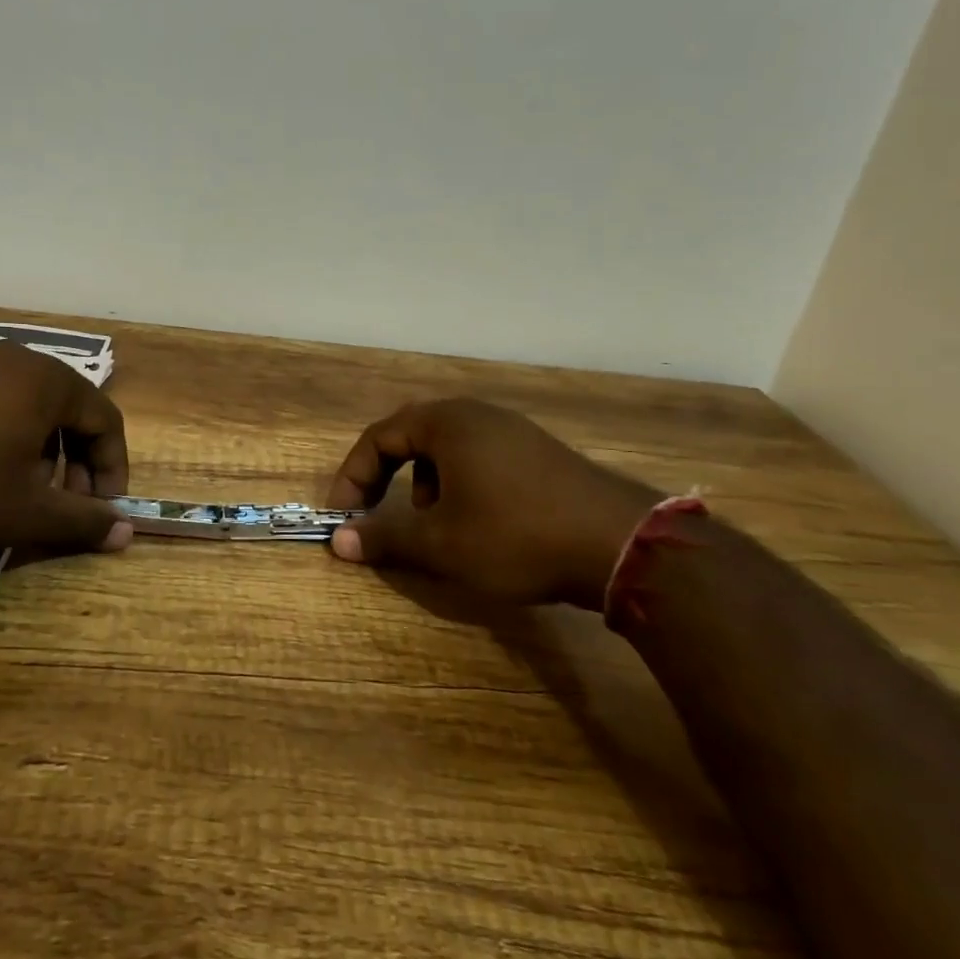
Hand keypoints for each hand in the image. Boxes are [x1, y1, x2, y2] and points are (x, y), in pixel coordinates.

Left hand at [0, 341, 131, 552]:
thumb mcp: (23, 511)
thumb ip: (81, 522)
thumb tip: (127, 533)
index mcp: (50, 381)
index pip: (107, 421)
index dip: (112, 470)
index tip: (101, 511)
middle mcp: (19, 360)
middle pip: (70, 412)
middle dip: (74, 464)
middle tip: (58, 506)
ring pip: (31, 409)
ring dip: (40, 453)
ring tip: (15, 493)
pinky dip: (4, 438)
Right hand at [327, 399, 661, 608]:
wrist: (621, 544)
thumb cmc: (515, 535)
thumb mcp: (441, 543)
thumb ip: (385, 537)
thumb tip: (338, 541)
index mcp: (446, 422)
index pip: (378, 437)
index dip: (353, 477)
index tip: (344, 516)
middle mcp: (477, 414)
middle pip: (412, 438)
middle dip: (389, 480)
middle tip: (384, 517)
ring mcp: (513, 430)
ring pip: (447, 450)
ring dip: (426, 486)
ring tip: (438, 527)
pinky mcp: (539, 452)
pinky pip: (480, 458)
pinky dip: (461, 486)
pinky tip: (482, 524)